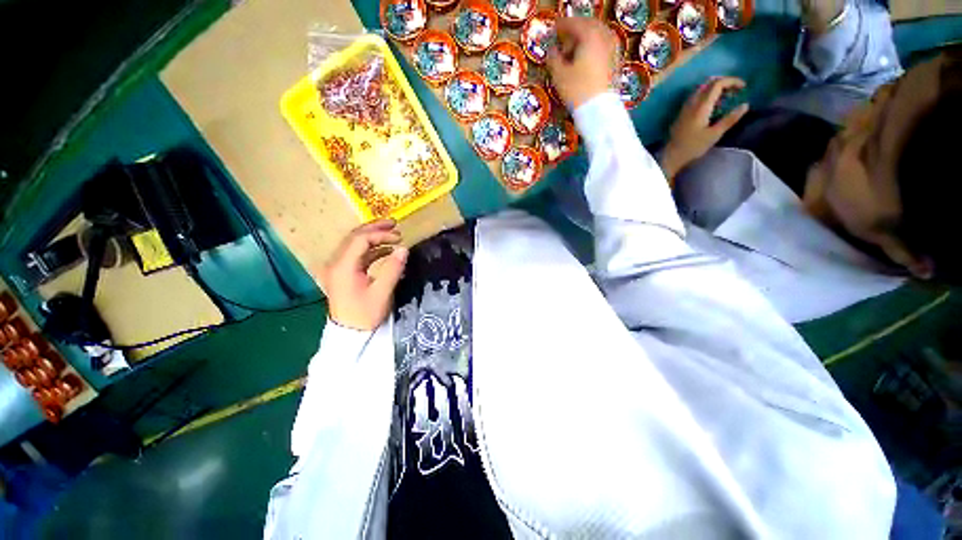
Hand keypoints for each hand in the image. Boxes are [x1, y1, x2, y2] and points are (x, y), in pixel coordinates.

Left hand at [318, 220, 407, 330]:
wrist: (349, 334)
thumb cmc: (365, 314)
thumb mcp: (382, 292)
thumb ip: (392, 269)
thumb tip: (404, 248)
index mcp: (343, 266)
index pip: (360, 239)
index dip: (380, 234)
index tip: (399, 237)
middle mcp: (336, 263)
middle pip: (354, 237)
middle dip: (375, 229)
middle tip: (395, 224)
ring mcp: (338, 268)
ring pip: (355, 244)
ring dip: (373, 237)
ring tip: (392, 235)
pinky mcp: (343, 273)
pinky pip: (357, 255)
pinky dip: (371, 249)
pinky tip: (386, 251)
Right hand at [546, 17, 617, 108]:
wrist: (599, 111)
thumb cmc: (578, 91)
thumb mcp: (559, 75)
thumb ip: (553, 59)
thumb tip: (552, 52)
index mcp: (590, 35)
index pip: (574, 23)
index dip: (562, 25)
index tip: (554, 28)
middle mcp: (605, 37)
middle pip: (589, 26)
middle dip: (576, 31)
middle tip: (564, 40)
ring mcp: (613, 50)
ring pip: (598, 36)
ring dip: (586, 40)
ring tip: (575, 52)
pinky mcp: (616, 63)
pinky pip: (604, 47)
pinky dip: (594, 49)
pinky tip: (586, 61)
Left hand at [660, 77, 749, 182]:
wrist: (671, 156)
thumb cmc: (693, 147)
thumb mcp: (714, 134)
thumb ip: (730, 119)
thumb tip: (745, 105)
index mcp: (701, 106)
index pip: (717, 84)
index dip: (732, 81)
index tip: (743, 87)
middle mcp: (692, 103)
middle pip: (709, 83)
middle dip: (724, 82)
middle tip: (736, 90)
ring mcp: (685, 108)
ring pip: (701, 89)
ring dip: (715, 88)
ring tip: (727, 97)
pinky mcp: (682, 113)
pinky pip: (695, 96)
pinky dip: (707, 94)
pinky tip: (713, 105)